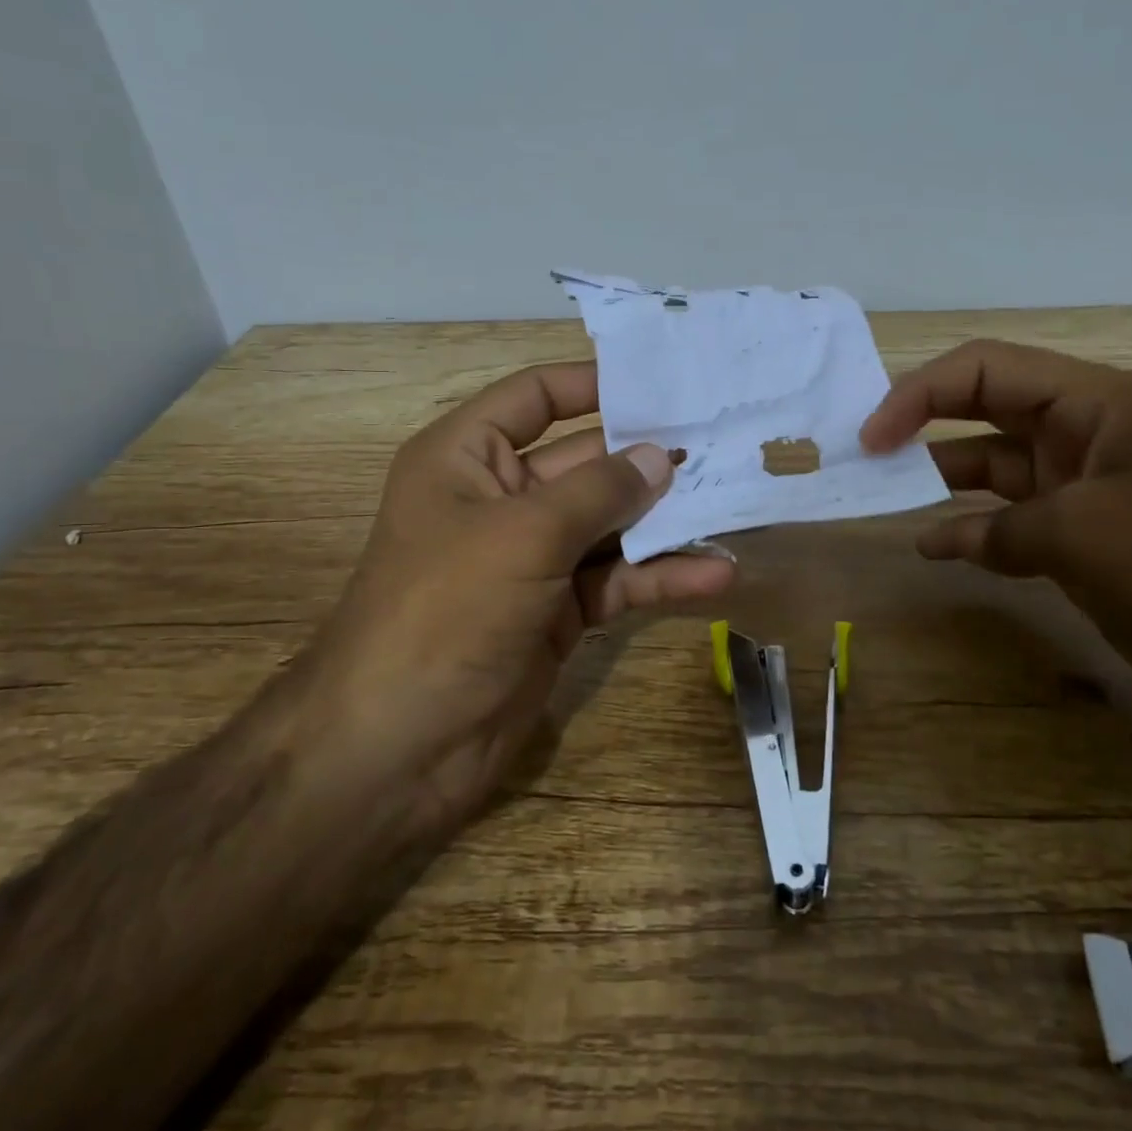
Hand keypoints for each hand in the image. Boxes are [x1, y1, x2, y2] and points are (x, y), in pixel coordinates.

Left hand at [309, 361, 735, 828]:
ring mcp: (532, 558)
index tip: (662, 382)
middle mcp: (500, 499)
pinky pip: (616, 580)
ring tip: (733, 501)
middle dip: (648, 458)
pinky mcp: (558, 611)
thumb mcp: (523, 534)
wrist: (398, 748)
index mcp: (467, 457)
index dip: (593, 384)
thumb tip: (661, 455)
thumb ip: (599, 490)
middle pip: (585, 462)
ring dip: (665, 520)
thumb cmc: (446, 610)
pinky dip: (660, 577)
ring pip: (609, 525)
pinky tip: (715, 575)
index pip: (536, 397)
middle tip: (721, 444)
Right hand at [861, 340, 1131, 754]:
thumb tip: (944, 539)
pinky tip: (934, 547)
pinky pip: (1007, 523)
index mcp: (1092, 403)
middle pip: (981, 410)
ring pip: (989, 467)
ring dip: (938, 480)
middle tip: (865, 455)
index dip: (918, 393)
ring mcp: (1080, 489)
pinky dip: (969, 531)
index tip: (872, 437)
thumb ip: (1000, 528)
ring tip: (883, 497)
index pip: (984, 370)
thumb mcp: (1083, 532)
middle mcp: (1081, 434)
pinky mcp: (1081, 541)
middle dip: (921, 424)